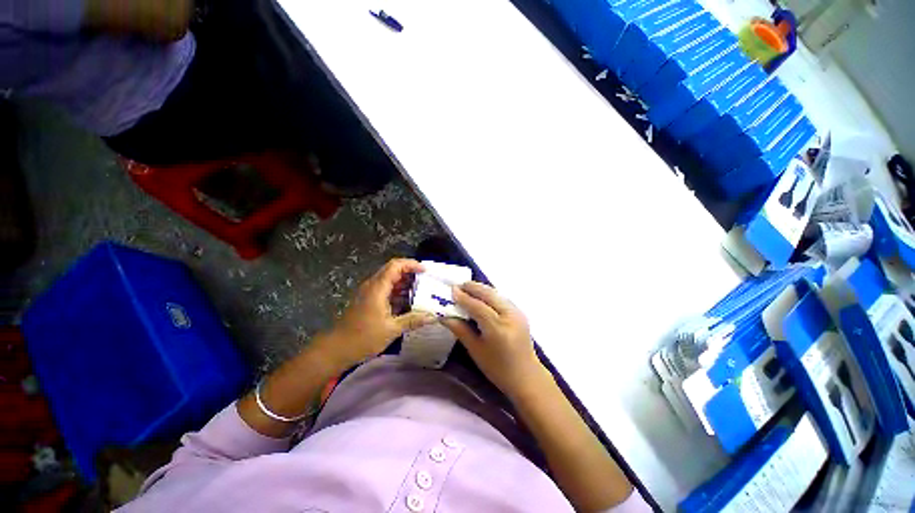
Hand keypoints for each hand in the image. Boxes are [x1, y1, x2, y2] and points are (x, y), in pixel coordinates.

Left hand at [321, 259, 435, 368]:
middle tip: (427, 281)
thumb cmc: (363, 338)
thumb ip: (413, 320)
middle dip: (410, 273)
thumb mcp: (391, 329)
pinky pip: (386, 290)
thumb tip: (433, 316)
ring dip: (405, 283)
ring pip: (390, 280)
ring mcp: (369, 293)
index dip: (411, 264)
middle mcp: (372, 286)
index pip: (395, 266)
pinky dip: (398, 292)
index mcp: (377, 288)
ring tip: (422, 291)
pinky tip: (408, 302)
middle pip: (393, 270)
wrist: (336, 349)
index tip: (425, 271)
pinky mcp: (368, 300)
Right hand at [442, 282, 545, 397]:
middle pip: (489, 294)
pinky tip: (481, 295)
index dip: (463, 298)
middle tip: (458, 285)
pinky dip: (490, 294)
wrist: (526, 376)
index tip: (452, 290)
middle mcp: (509, 316)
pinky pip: (502, 298)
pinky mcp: (520, 312)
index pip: (477, 307)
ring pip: (496, 294)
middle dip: (473, 287)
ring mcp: (517, 313)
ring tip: (467, 288)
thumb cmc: (498, 369)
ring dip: (481, 289)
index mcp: (497, 328)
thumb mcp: (476, 351)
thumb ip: (461, 330)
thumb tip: (445, 317)